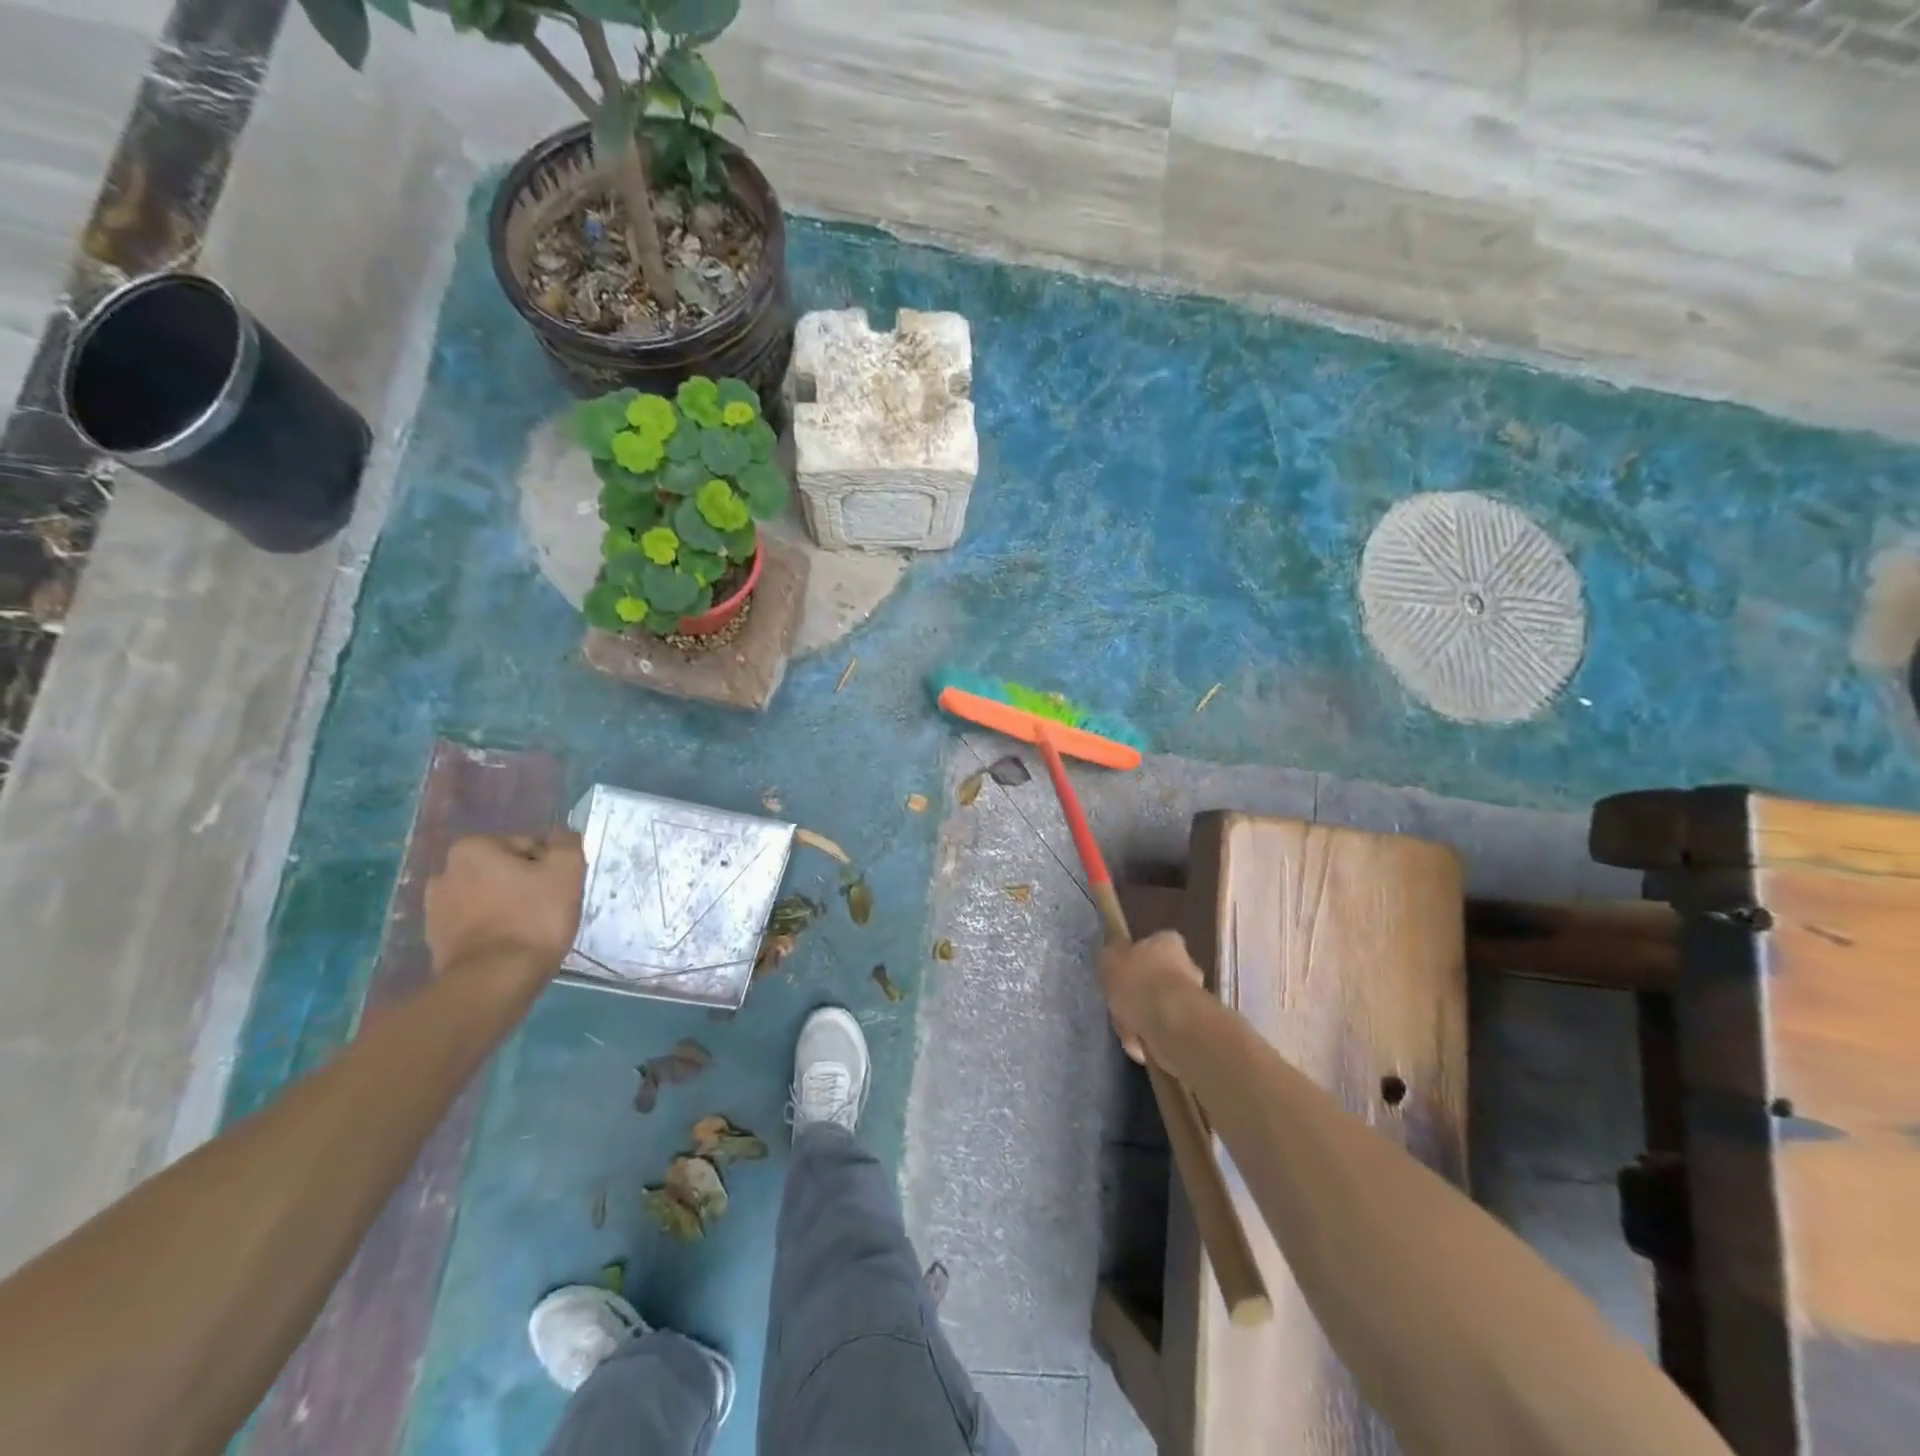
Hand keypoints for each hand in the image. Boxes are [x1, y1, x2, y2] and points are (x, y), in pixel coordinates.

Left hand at [425, 830, 586, 985]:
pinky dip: (494, 929)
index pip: (527, 846)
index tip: (559, 889)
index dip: (549, 866)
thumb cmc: (533, 916)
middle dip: (526, 885)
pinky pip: (476, 924)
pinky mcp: (436, 941)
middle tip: (548, 908)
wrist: (495, 980)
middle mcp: (445, 873)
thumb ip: (566, 843)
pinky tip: (512, 945)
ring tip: (531, 930)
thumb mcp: (567, 870)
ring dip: (509, 906)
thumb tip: (561, 836)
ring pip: (489, 897)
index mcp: (472, 848)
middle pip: (504, 871)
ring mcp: (435, 910)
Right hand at [1098, 930, 1205, 1063]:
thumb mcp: (1110, 958)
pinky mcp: (1193, 1028)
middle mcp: (1186, 965)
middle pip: (1156, 978)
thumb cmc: (1139, 982)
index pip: (1150, 943)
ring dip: (1141, 1019)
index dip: (1132, 959)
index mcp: (1167, 941)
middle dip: (1139, 993)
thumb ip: (1111, 952)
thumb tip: (1115, 945)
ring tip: (1126, 1028)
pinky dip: (1149, 1038)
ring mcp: (1192, 998)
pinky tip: (1138, 1042)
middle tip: (1119, 1004)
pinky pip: (1162, 1031)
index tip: (1119, 974)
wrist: (1171, 1025)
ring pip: (1157, 1007)